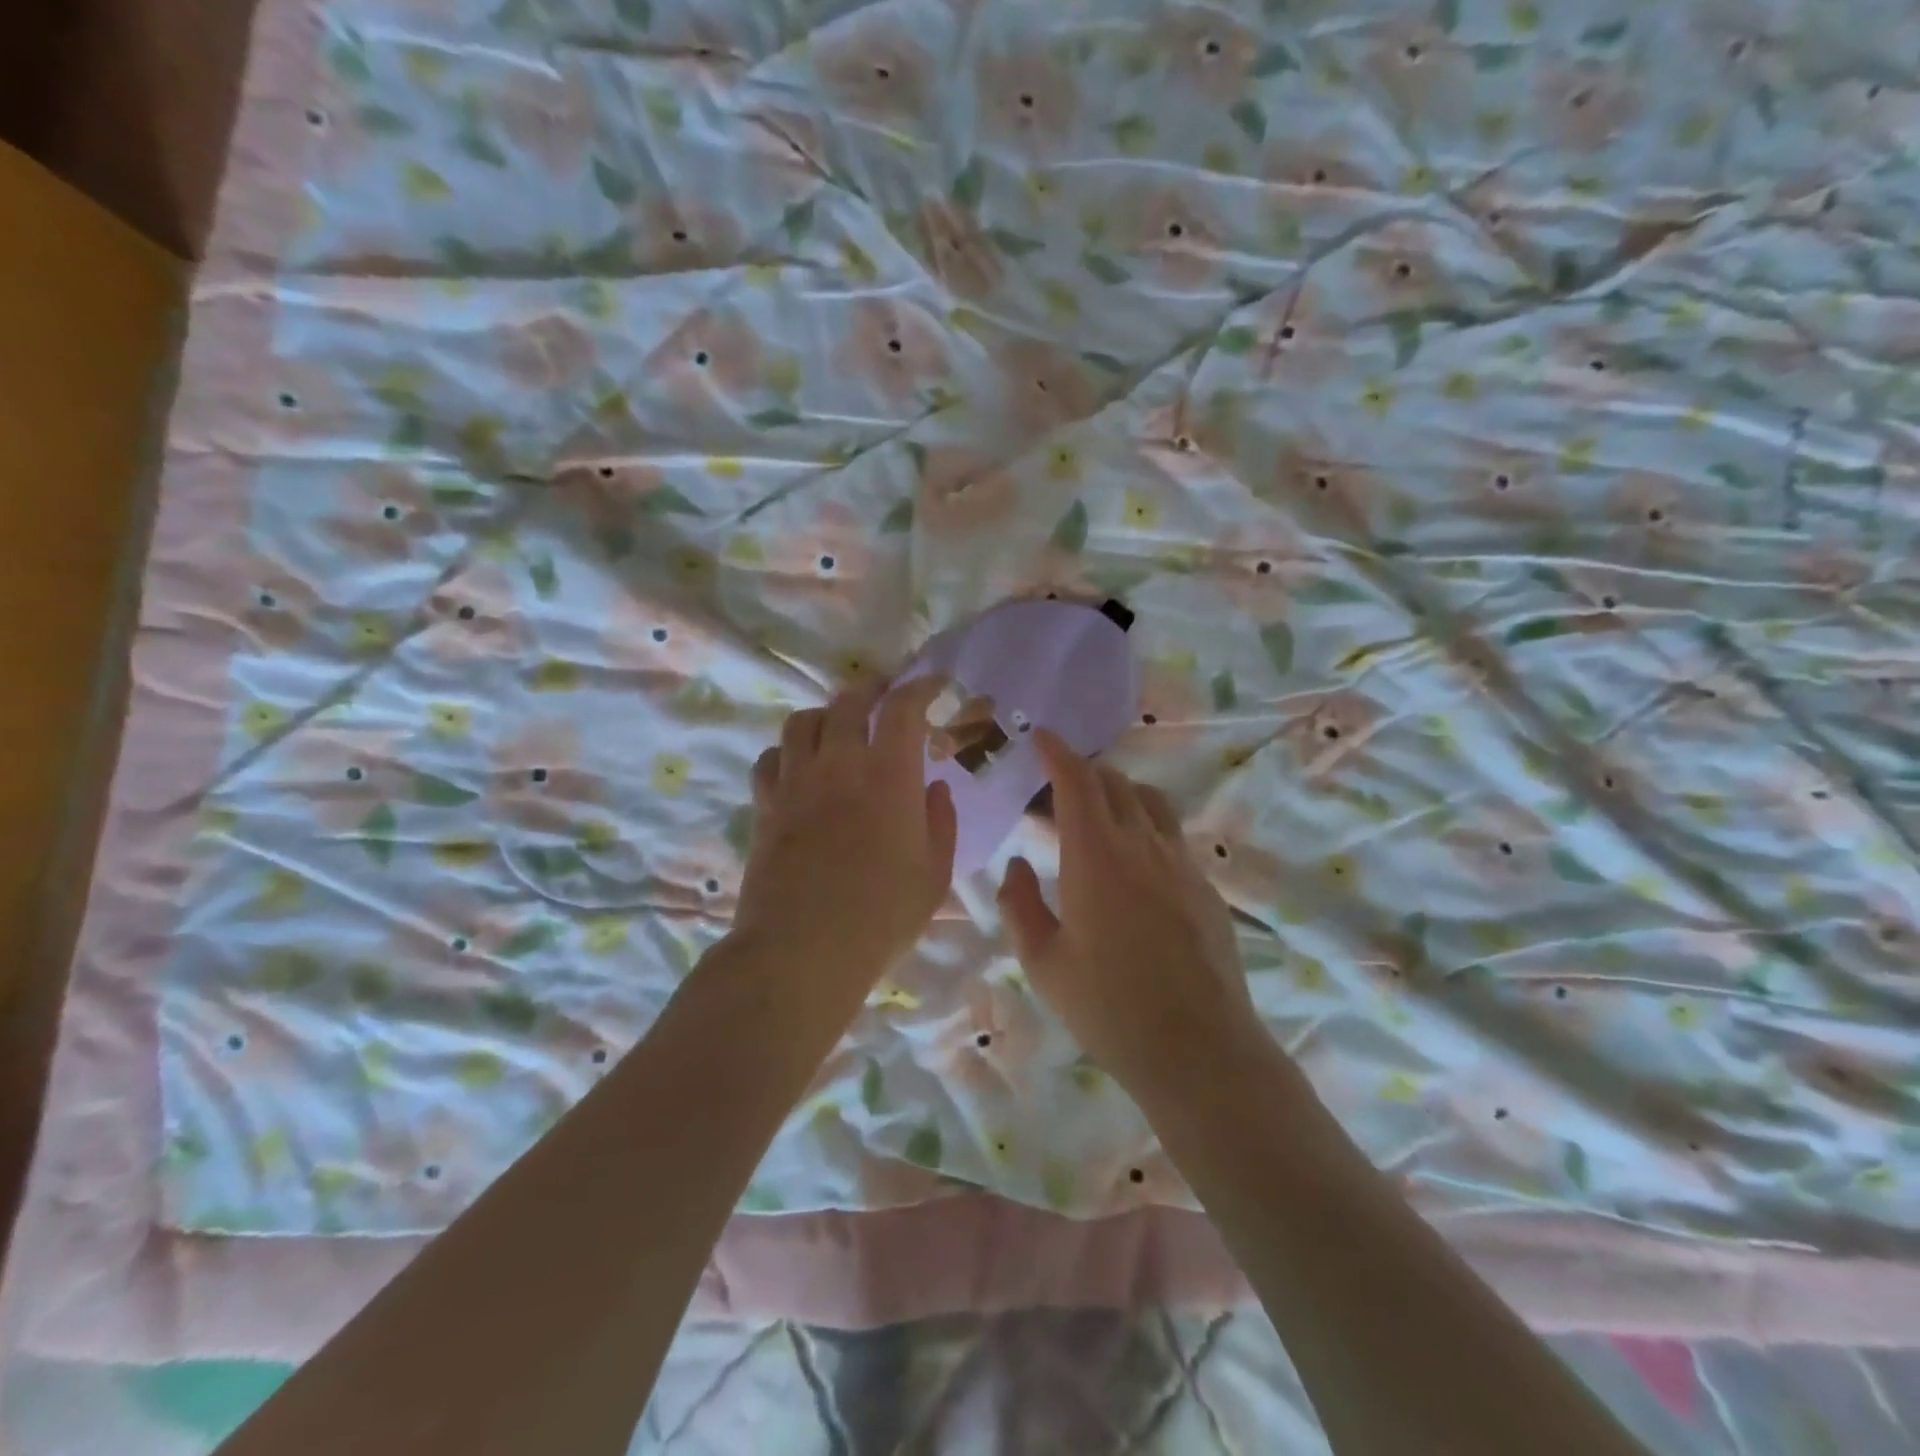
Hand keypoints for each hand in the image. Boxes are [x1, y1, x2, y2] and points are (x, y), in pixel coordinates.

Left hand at [733, 676, 956, 988]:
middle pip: (849, 700)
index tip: (935, 684)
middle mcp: (839, 763)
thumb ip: (940, 822)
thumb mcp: (933, 875)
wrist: (802, 950)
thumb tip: (935, 788)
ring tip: (839, 728)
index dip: (922, 686)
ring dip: (827, 715)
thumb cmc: (881, 916)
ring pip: (803, 721)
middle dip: (872, 689)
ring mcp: (796, 781)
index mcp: (889, 775)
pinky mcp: (765, 804)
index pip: (903, 707)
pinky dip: (788, 752)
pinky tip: (799, 768)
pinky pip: (771, 758)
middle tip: (886, 696)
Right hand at [997, 730, 1255, 1095]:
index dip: (1057, 751)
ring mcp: (1180, 862)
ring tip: (1098, 813)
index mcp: (1095, 856)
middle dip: (1083, 771)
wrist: (1198, 1049)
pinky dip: (1145, 825)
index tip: (1041, 736)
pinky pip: (1170, 834)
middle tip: (1056, 789)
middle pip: (1114, 782)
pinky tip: (1133, 863)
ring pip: (1150, 801)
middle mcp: (1142, 844)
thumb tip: (1017, 864)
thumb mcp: (1043, 962)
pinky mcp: (1205, 885)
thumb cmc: (1108, 1008)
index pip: (1077, 780)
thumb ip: (1020, 904)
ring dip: (1119, 792)